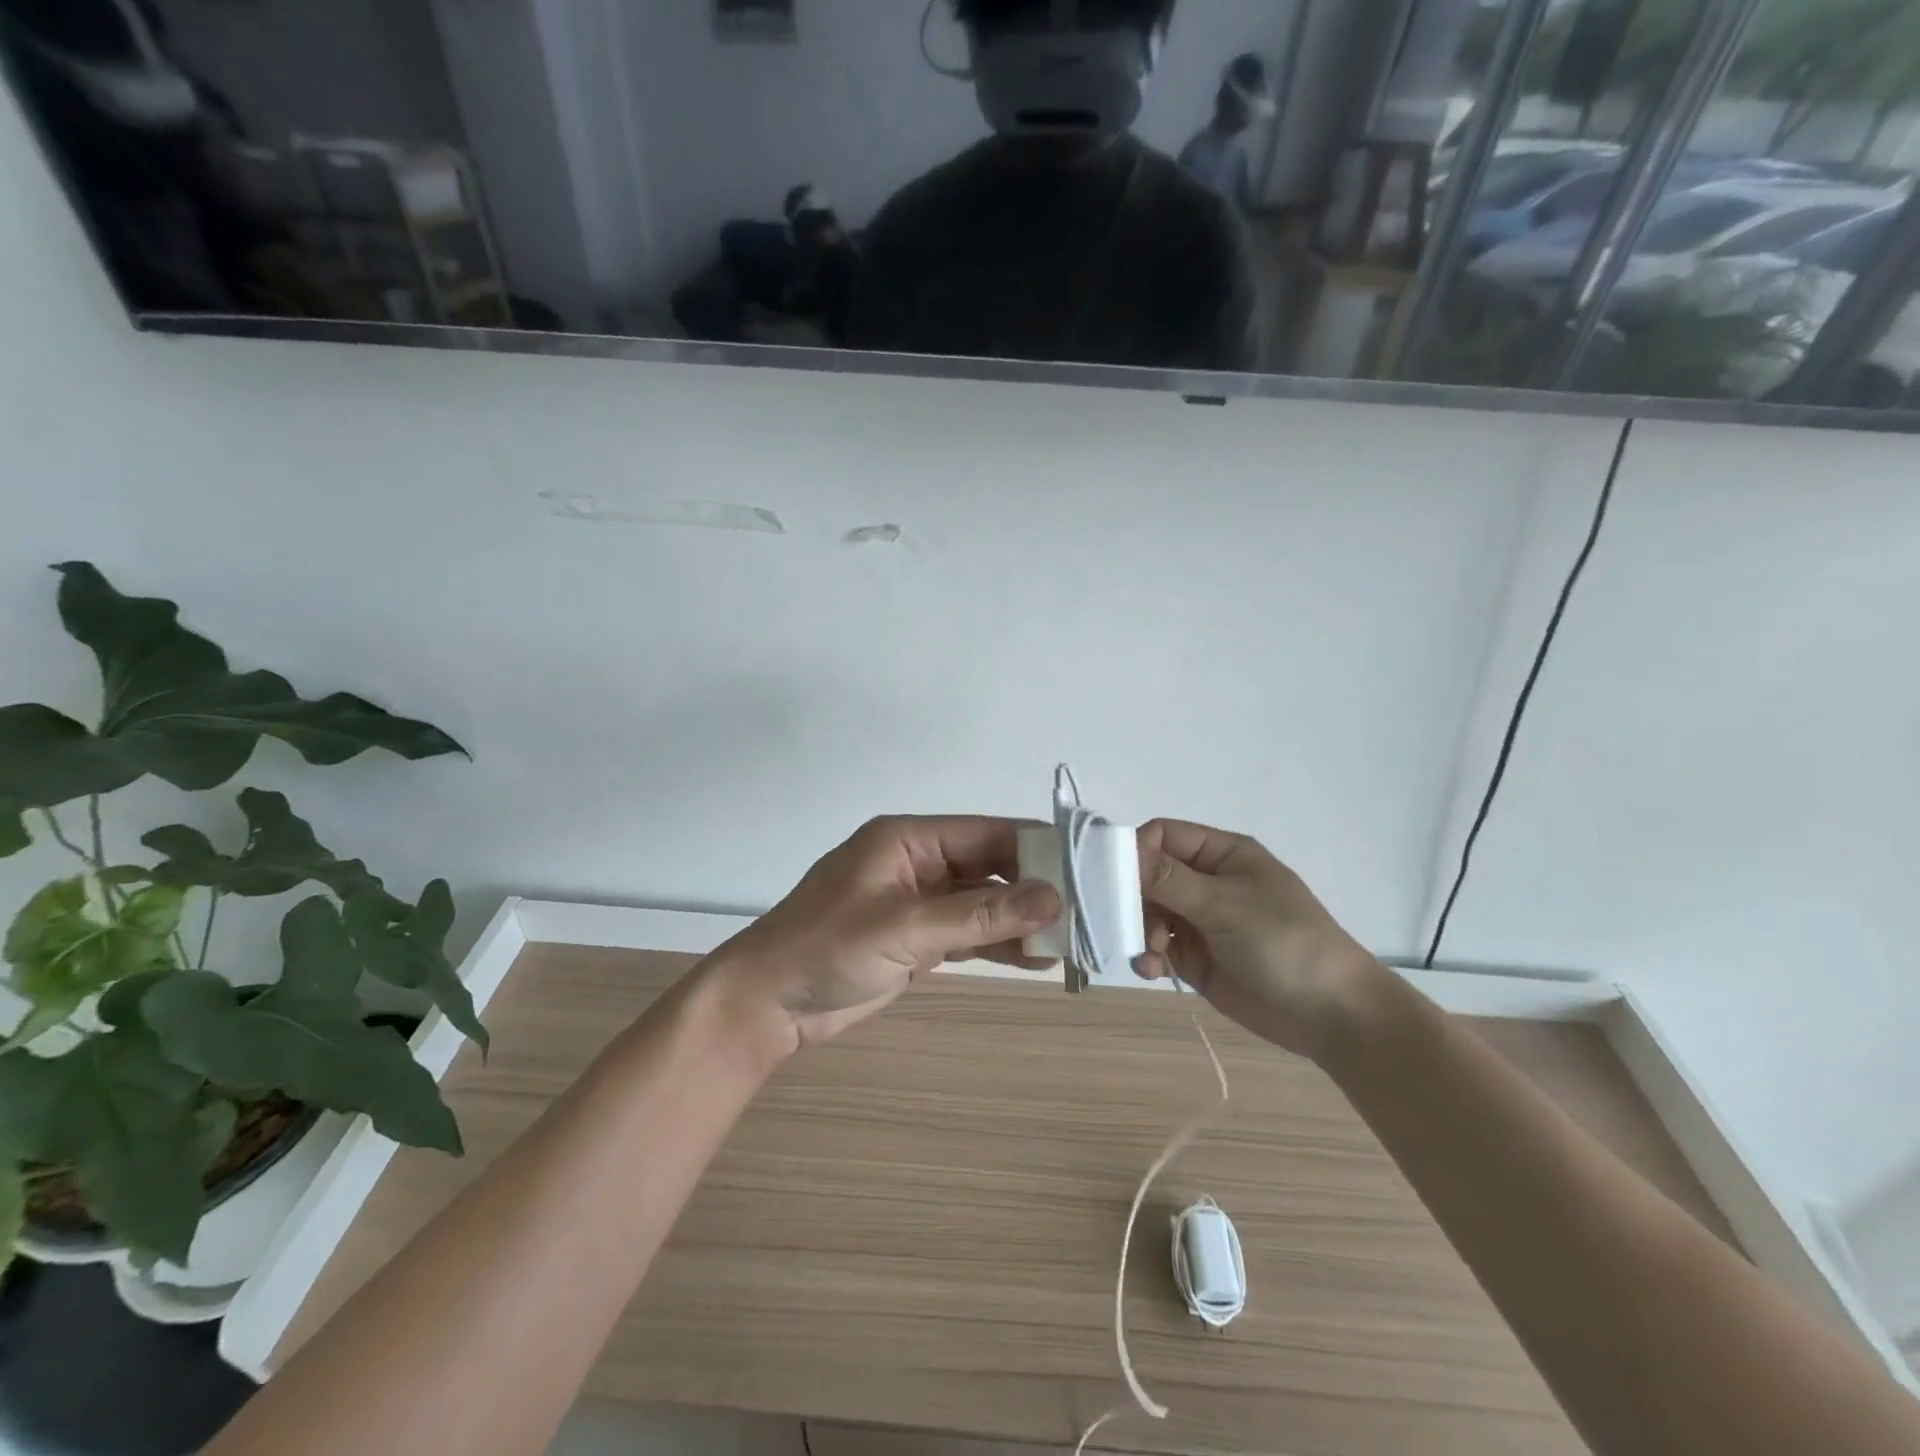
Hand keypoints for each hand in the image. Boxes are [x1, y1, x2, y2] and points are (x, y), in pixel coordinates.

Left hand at [705, 816, 1061, 1053]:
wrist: (768, 1004)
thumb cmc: (827, 948)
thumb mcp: (906, 928)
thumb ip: (979, 916)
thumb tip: (1053, 898)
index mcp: (909, 839)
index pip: (985, 833)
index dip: (1035, 848)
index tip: (1086, 866)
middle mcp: (918, 863)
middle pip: (989, 868)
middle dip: (1034, 888)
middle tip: (1088, 910)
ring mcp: (919, 903)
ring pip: (983, 904)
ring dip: (1021, 921)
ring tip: (1073, 939)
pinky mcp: (917, 939)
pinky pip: (968, 934)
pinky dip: (998, 945)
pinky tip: (1037, 958)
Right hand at [1134, 819, 1383, 1059]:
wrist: (1331, 1014)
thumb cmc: (1283, 942)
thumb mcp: (1225, 904)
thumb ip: (1169, 879)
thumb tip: (1117, 851)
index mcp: (1222, 854)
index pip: (1163, 836)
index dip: (1135, 851)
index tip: (1113, 877)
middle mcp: (1207, 882)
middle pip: (1149, 876)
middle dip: (1134, 898)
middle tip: (1126, 921)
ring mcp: (1201, 921)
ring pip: (1149, 913)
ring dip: (1141, 931)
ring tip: (1153, 954)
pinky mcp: (1197, 958)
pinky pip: (1159, 948)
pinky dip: (1149, 956)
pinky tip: (1152, 970)